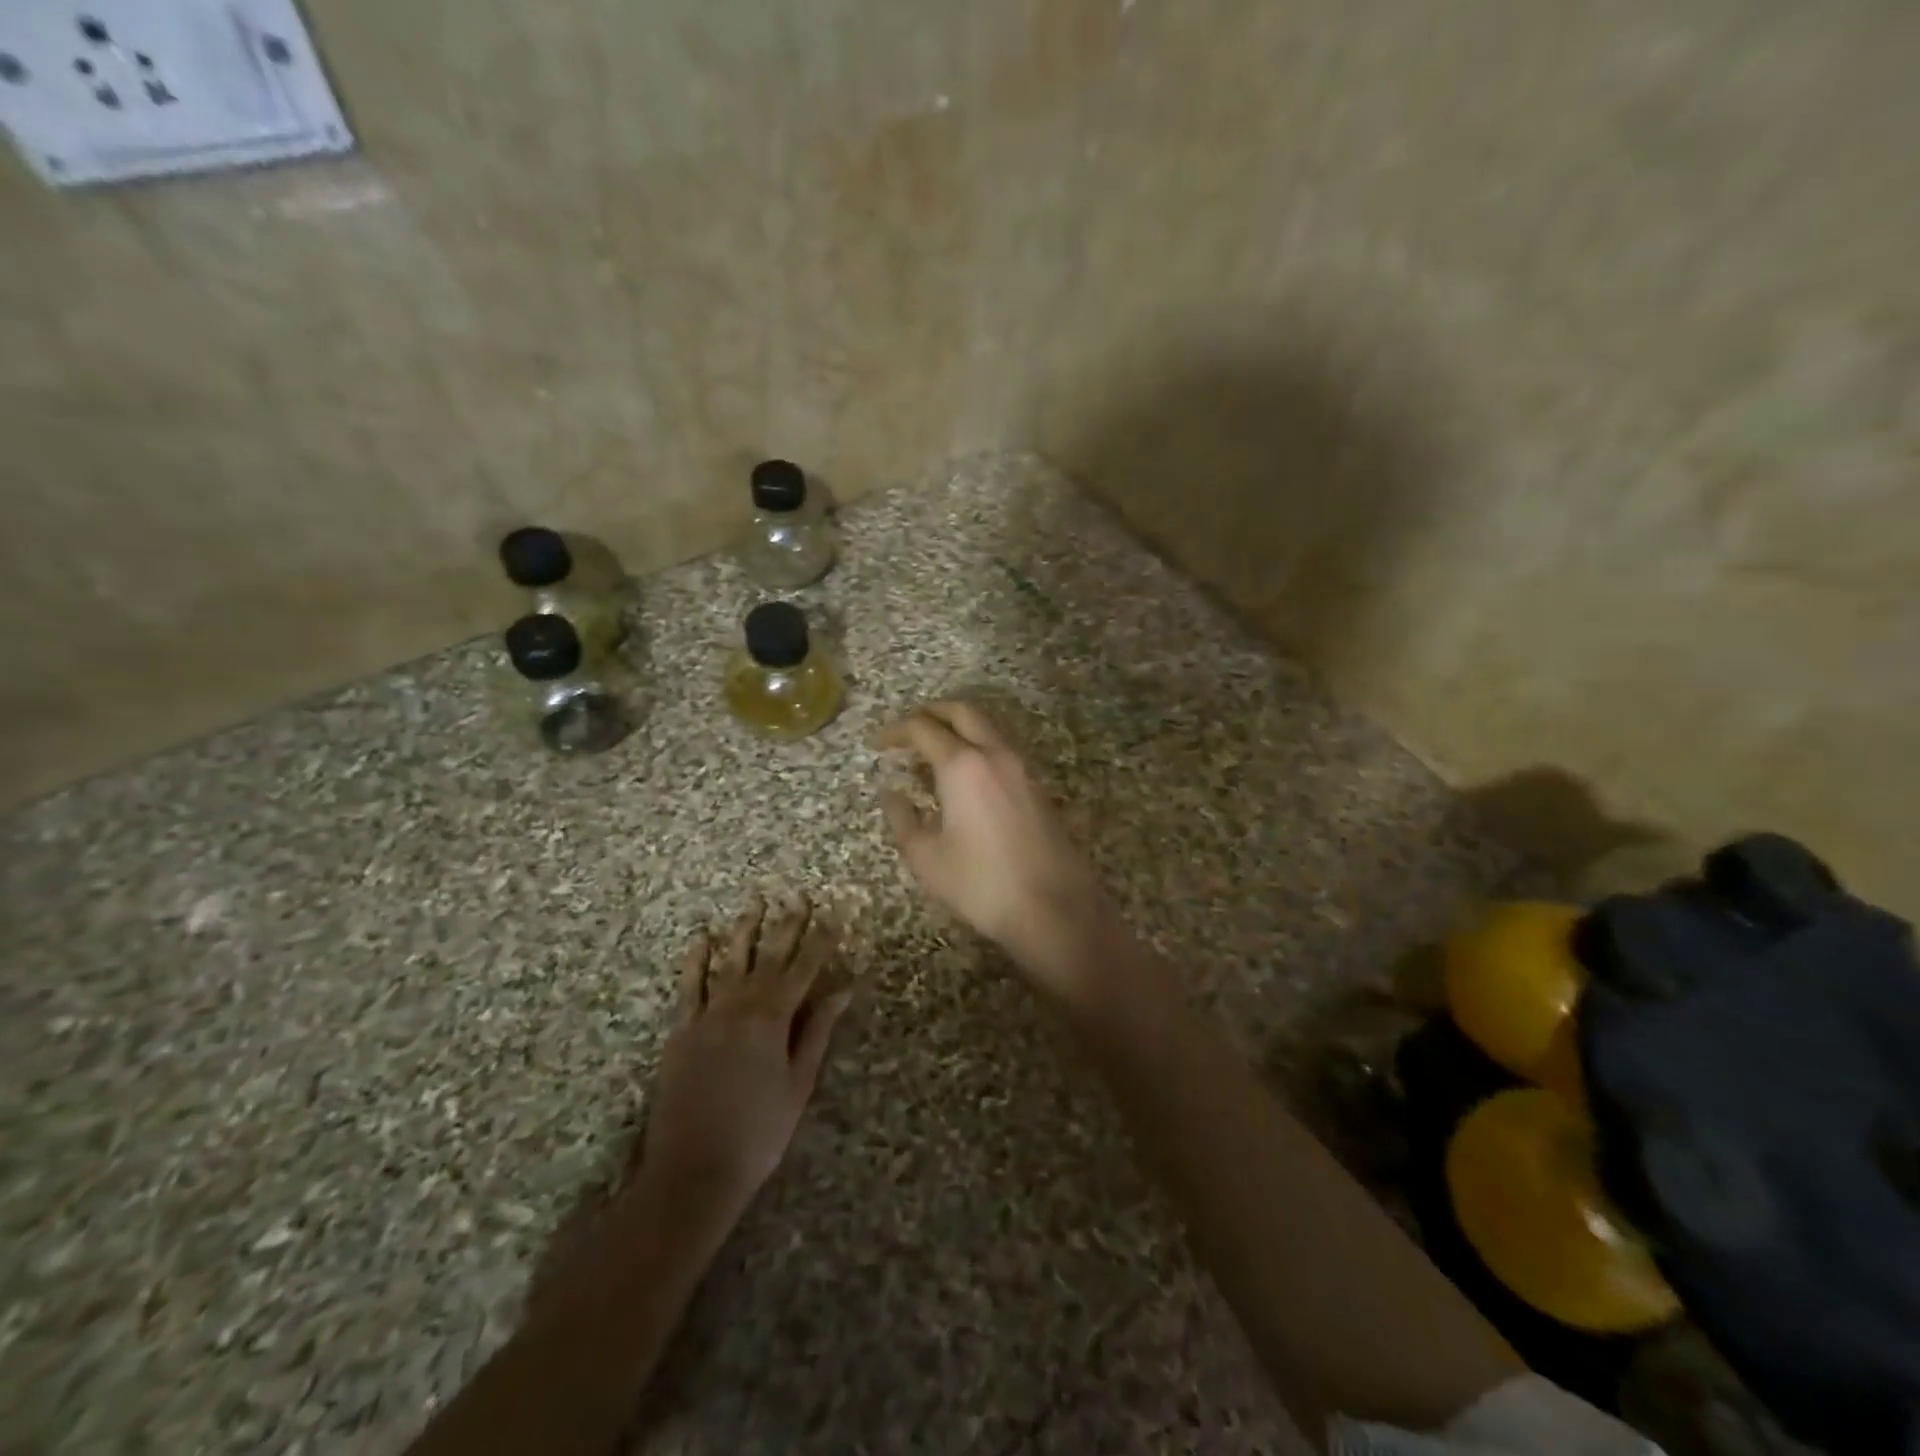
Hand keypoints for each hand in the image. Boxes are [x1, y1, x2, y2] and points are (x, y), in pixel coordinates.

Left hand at [637, 896, 852, 1222]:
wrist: (693, 1170)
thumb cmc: (759, 1131)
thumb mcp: (799, 1082)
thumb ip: (817, 1030)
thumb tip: (842, 989)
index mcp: (774, 1017)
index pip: (805, 967)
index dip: (822, 938)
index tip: (835, 912)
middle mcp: (741, 1005)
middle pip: (770, 955)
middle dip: (787, 924)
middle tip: (799, 896)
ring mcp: (707, 1014)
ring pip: (730, 960)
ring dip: (745, 930)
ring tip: (756, 903)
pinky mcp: (682, 1029)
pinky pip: (690, 985)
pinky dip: (697, 959)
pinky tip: (702, 938)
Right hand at [877, 702, 1108, 993]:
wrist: (1054, 909)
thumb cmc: (981, 884)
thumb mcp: (926, 857)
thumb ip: (902, 818)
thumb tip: (890, 793)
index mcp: (963, 765)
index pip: (923, 728)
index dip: (896, 731)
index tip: (878, 743)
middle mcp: (996, 755)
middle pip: (963, 712)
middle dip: (931, 712)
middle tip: (908, 730)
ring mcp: (1023, 769)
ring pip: (987, 729)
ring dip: (958, 729)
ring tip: (932, 754)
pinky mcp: (1038, 788)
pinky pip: (1002, 752)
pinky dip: (977, 749)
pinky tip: (964, 779)